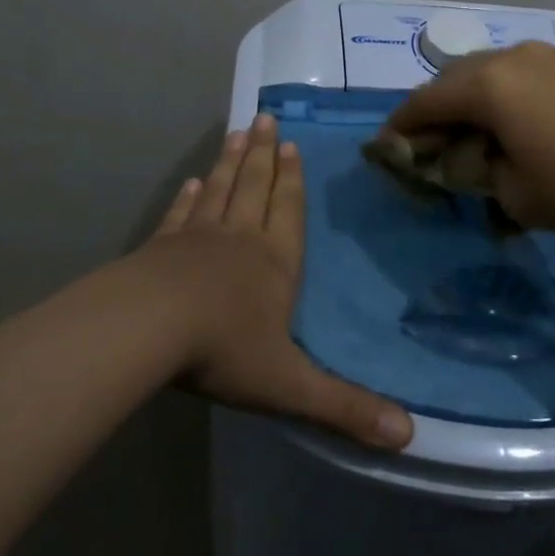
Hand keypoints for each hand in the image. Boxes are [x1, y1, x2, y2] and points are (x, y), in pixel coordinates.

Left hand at [135, 113, 413, 449]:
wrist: (146, 329)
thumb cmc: (223, 350)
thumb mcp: (289, 386)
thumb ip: (344, 408)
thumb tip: (408, 437)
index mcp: (274, 264)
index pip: (289, 213)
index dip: (292, 181)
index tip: (290, 144)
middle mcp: (239, 240)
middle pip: (254, 188)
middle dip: (263, 155)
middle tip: (265, 118)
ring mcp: (195, 239)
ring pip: (220, 191)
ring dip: (230, 162)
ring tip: (237, 132)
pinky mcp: (159, 248)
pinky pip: (181, 215)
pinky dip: (189, 197)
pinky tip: (192, 183)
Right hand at [388, 41, 554, 237]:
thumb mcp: (515, 195)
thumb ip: (474, 171)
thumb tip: (465, 157)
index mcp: (489, 85)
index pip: (424, 102)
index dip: (400, 127)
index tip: (386, 150)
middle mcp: (511, 56)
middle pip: (453, 79)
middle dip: (434, 112)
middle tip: (430, 147)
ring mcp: (547, 53)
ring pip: (488, 72)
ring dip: (470, 101)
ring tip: (473, 134)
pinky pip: (521, 73)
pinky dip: (504, 94)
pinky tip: (518, 123)